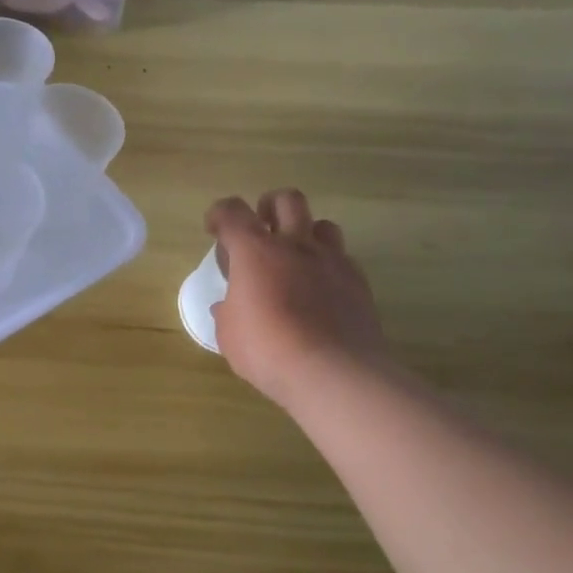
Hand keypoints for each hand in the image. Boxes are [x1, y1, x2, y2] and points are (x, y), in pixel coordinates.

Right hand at [206, 190, 389, 408]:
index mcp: (255, 251)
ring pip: (323, 224)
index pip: (232, 211)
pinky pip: (343, 259)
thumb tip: (229, 306)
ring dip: (306, 234)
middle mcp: (295, 245)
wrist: (332, 372)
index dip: (219, 214)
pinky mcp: (358, 283)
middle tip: (261, 231)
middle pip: (286, 200)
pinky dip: (328, 267)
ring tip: (295, 259)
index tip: (214, 230)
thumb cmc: (267, 350)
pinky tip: (320, 291)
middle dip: (269, 207)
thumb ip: (228, 312)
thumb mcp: (229, 334)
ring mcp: (331, 261)